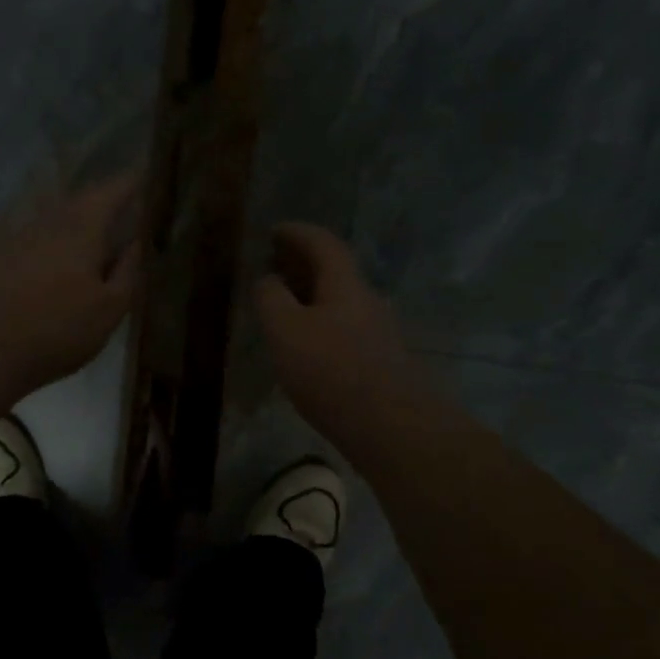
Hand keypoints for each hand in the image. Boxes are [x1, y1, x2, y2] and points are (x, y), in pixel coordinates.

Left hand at [0, 172, 142, 398]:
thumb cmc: (55, 329)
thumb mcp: (109, 309)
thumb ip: (129, 271)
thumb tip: (139, 242)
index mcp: (82, 227)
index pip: (113, 190)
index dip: (133, 181)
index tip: (148, 174)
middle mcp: (49, 221)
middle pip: (81, 201)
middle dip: (104, 200)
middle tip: (125, 206)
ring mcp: (17, 237)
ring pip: (55, 219)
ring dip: (76, 221)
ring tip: (94, 236)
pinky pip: (34, 239)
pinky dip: (52, 243)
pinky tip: (54, 264)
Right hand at [255, 223, 424, 444]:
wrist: (391, 428)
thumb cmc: (331, 371)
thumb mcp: (285, 329)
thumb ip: (271, 298)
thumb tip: (268, 279)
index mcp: (345, 285)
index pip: (323, 243)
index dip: (298, 232)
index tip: (274, 231)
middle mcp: (367, 301)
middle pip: (336, 271)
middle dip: (304, 264)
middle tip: (275, 265)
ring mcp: (379, 333)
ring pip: (341, 301)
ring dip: (313, 295)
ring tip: (285, 306)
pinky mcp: (381, 363)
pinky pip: (345, 328)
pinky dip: (322, 323)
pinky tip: (308, 346)